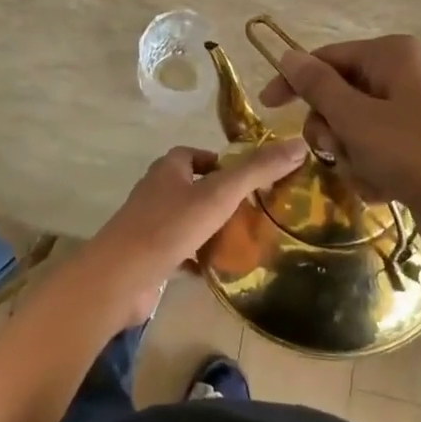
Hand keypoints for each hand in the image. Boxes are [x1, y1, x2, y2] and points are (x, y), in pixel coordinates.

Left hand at [81, 140, 308, 325]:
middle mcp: (156, 193)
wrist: (122, 276)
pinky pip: (179, 252)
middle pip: (191, 187)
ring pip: (185, 221)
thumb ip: (257, 170)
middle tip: (253, 210)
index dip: (219, 161)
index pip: (193, 155)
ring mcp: (149, 226)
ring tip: (243, 239)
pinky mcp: (148, 257)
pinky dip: (197, 257)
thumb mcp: (220, 194)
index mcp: (168, 170)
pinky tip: (218, 270)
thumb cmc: (170, 226)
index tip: (246, 177)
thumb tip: (299, 145)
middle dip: (218, 196)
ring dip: (209, 228)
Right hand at [258, 34, 420, 254]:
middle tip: (334, 150)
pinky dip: (372, 168)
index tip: (268, 108)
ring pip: (355, 127)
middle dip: (331, 128)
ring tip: (368, 174)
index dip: (294, 81)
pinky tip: (384, 188)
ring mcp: (416, 111)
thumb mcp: (356, 119)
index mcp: (393, 55)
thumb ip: (317, 86)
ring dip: (350, 154)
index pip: (327, 58)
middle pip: (340, 94)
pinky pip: (378, 148)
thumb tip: (287, 55)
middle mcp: (406, 75)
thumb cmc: (415, 154)